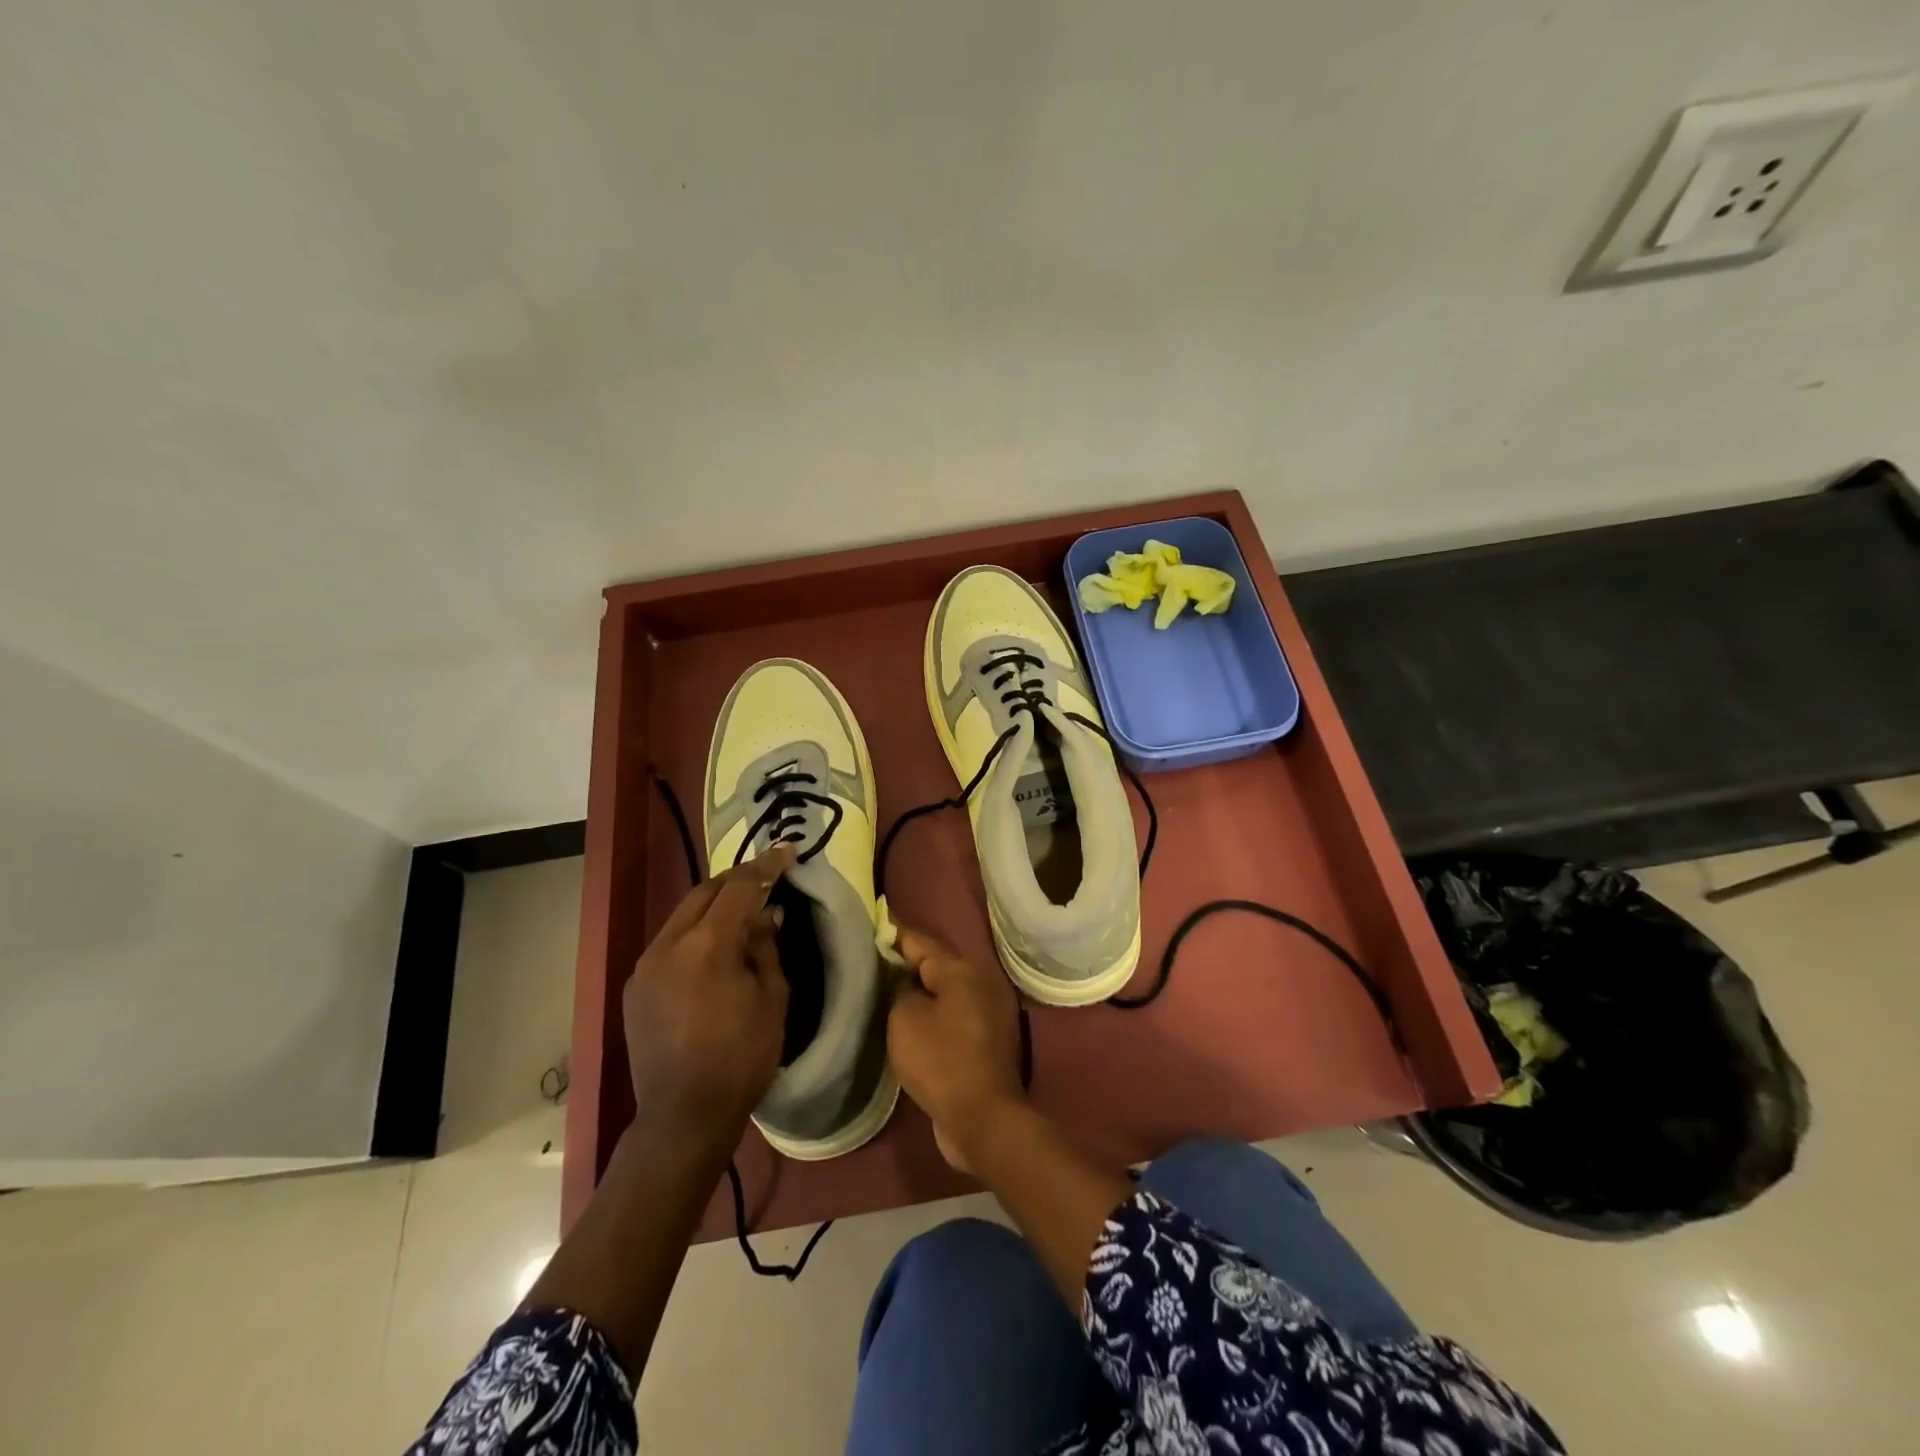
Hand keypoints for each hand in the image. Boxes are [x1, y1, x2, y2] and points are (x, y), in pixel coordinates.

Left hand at [622, 846, 793, 1157]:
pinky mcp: (637, 985)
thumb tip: (766, 915)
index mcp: (708, 945)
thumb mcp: (772, 998)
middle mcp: (669, 944)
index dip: (767, 866)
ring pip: (684, 914)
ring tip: (743, 909)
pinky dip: (696, 931)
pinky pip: (670, 941)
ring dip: (714, 904)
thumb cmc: (741, 1058)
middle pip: (705, 890)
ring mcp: (647, 964)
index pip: (740, 887)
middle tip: (767, 877)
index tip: (788, 851)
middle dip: (738, 879)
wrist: (683, 1116)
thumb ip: (766, 947)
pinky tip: (714, 947)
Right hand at [887, 925, 1025, 1171]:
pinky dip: (931, 1012)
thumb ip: (900, 990)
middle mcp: (980, 982)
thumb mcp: (906, 1019)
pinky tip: (908, 1019)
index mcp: (962, 970)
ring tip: (884, 987)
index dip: (893, 932)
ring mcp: (987, 1011)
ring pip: (944, 990)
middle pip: (935, 962)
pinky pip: (952, 1014)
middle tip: (871, 957)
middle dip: (905, 960)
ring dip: (918, 988)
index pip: (920, 940)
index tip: (871, 922)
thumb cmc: (941, 1060)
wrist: (982, 1117)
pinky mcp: (986, 1039)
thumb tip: (905, 983)